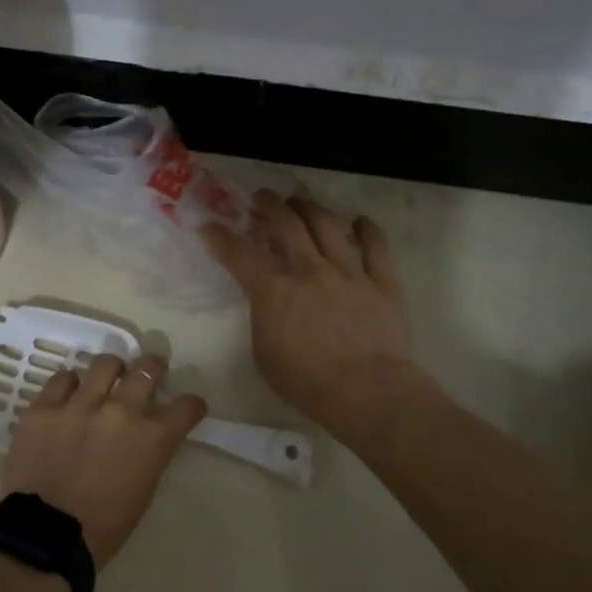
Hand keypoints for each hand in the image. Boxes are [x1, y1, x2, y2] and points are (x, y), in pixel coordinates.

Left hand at [2, 354, 206, 567]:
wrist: (47, 537)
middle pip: (146, 370)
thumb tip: (145, 435)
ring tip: (106, 376)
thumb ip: (149, 452)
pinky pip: (61, 380)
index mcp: (152, 439)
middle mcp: (120, 411)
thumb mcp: (143, 488)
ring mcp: (79, 405)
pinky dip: (70, 385)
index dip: (190, 405)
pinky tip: (68, 394)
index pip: (186, 407)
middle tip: (149, 370)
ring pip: (103, 364)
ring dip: (111, 370)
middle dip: (153, 367)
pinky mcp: (44, 408)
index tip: (187, 406)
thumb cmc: (104, 526)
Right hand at [201, 191, 438, 445]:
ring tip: (302, 202)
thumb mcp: (264, 355)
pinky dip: (367, 230)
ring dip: (311, 208)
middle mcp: (310, 271)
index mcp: (274, 292)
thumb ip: (262, 319)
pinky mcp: (382, 282)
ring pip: (329, 226)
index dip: (220, 237)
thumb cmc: (307, 383)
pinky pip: (376, 246)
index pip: (240, 255)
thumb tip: (267, 303)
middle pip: (287, 225)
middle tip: (262, 198)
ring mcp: (349, 273)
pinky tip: (359, 222)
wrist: (368, 393)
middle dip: (270, 206)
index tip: (208, 225)